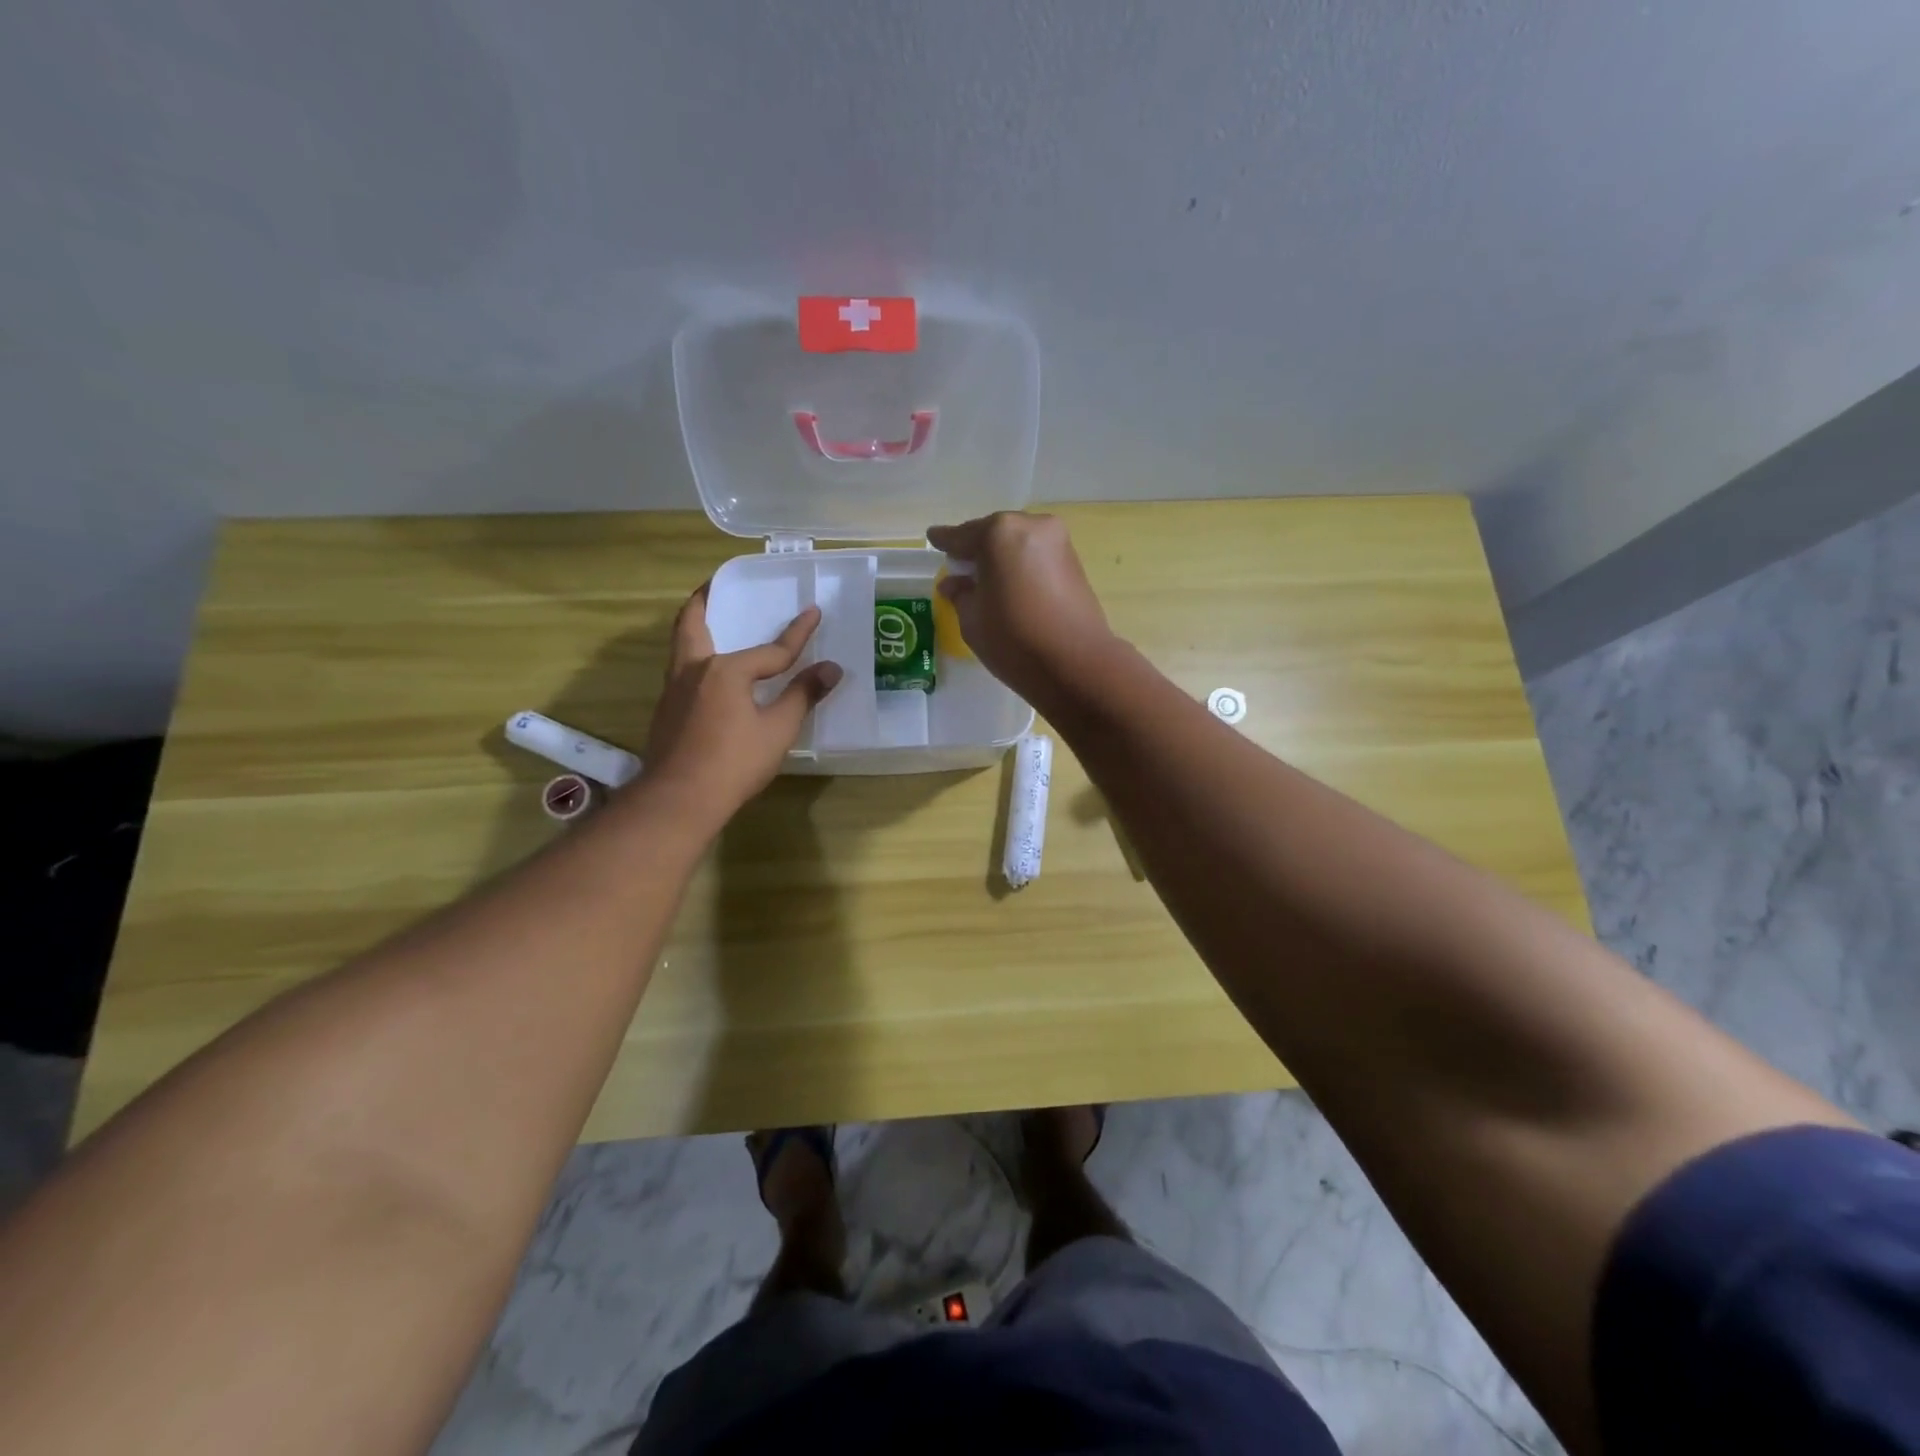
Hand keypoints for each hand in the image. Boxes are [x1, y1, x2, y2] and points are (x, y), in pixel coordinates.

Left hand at [643, 586, 842, 817]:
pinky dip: (694, 657)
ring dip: (695, 628)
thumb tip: (831, 668)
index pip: (770, 650)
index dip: (797, 634)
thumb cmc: (734, 762)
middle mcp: (694, 670)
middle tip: (714, 585)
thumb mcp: (777, 729)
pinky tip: (709, 674)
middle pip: (693, 624)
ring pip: (681, 646)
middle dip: (704, 601)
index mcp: (724, 670)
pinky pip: (681, 671)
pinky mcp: (666, 712)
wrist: (679, 800)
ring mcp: (673, 691)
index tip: (814, 612)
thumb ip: (803, 695)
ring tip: (710, 621)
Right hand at [926, 512, 1115, 703]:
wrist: (1076, 664)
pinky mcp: (1074, 561)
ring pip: (1017, 543)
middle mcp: (1030, 526)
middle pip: (993, 534)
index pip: (961, 536)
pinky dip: (1021, 566)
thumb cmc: (1013, 639)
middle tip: (961, 568)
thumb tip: (954, 583)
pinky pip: (1036, 556)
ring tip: (987, 581)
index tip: (933, 538)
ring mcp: (1057, 541)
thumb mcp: (972, 619)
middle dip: (976, 549)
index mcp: (997, 533)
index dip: (944, 541)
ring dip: (1001, 558)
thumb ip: (960, 594)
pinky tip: (1012, 585)